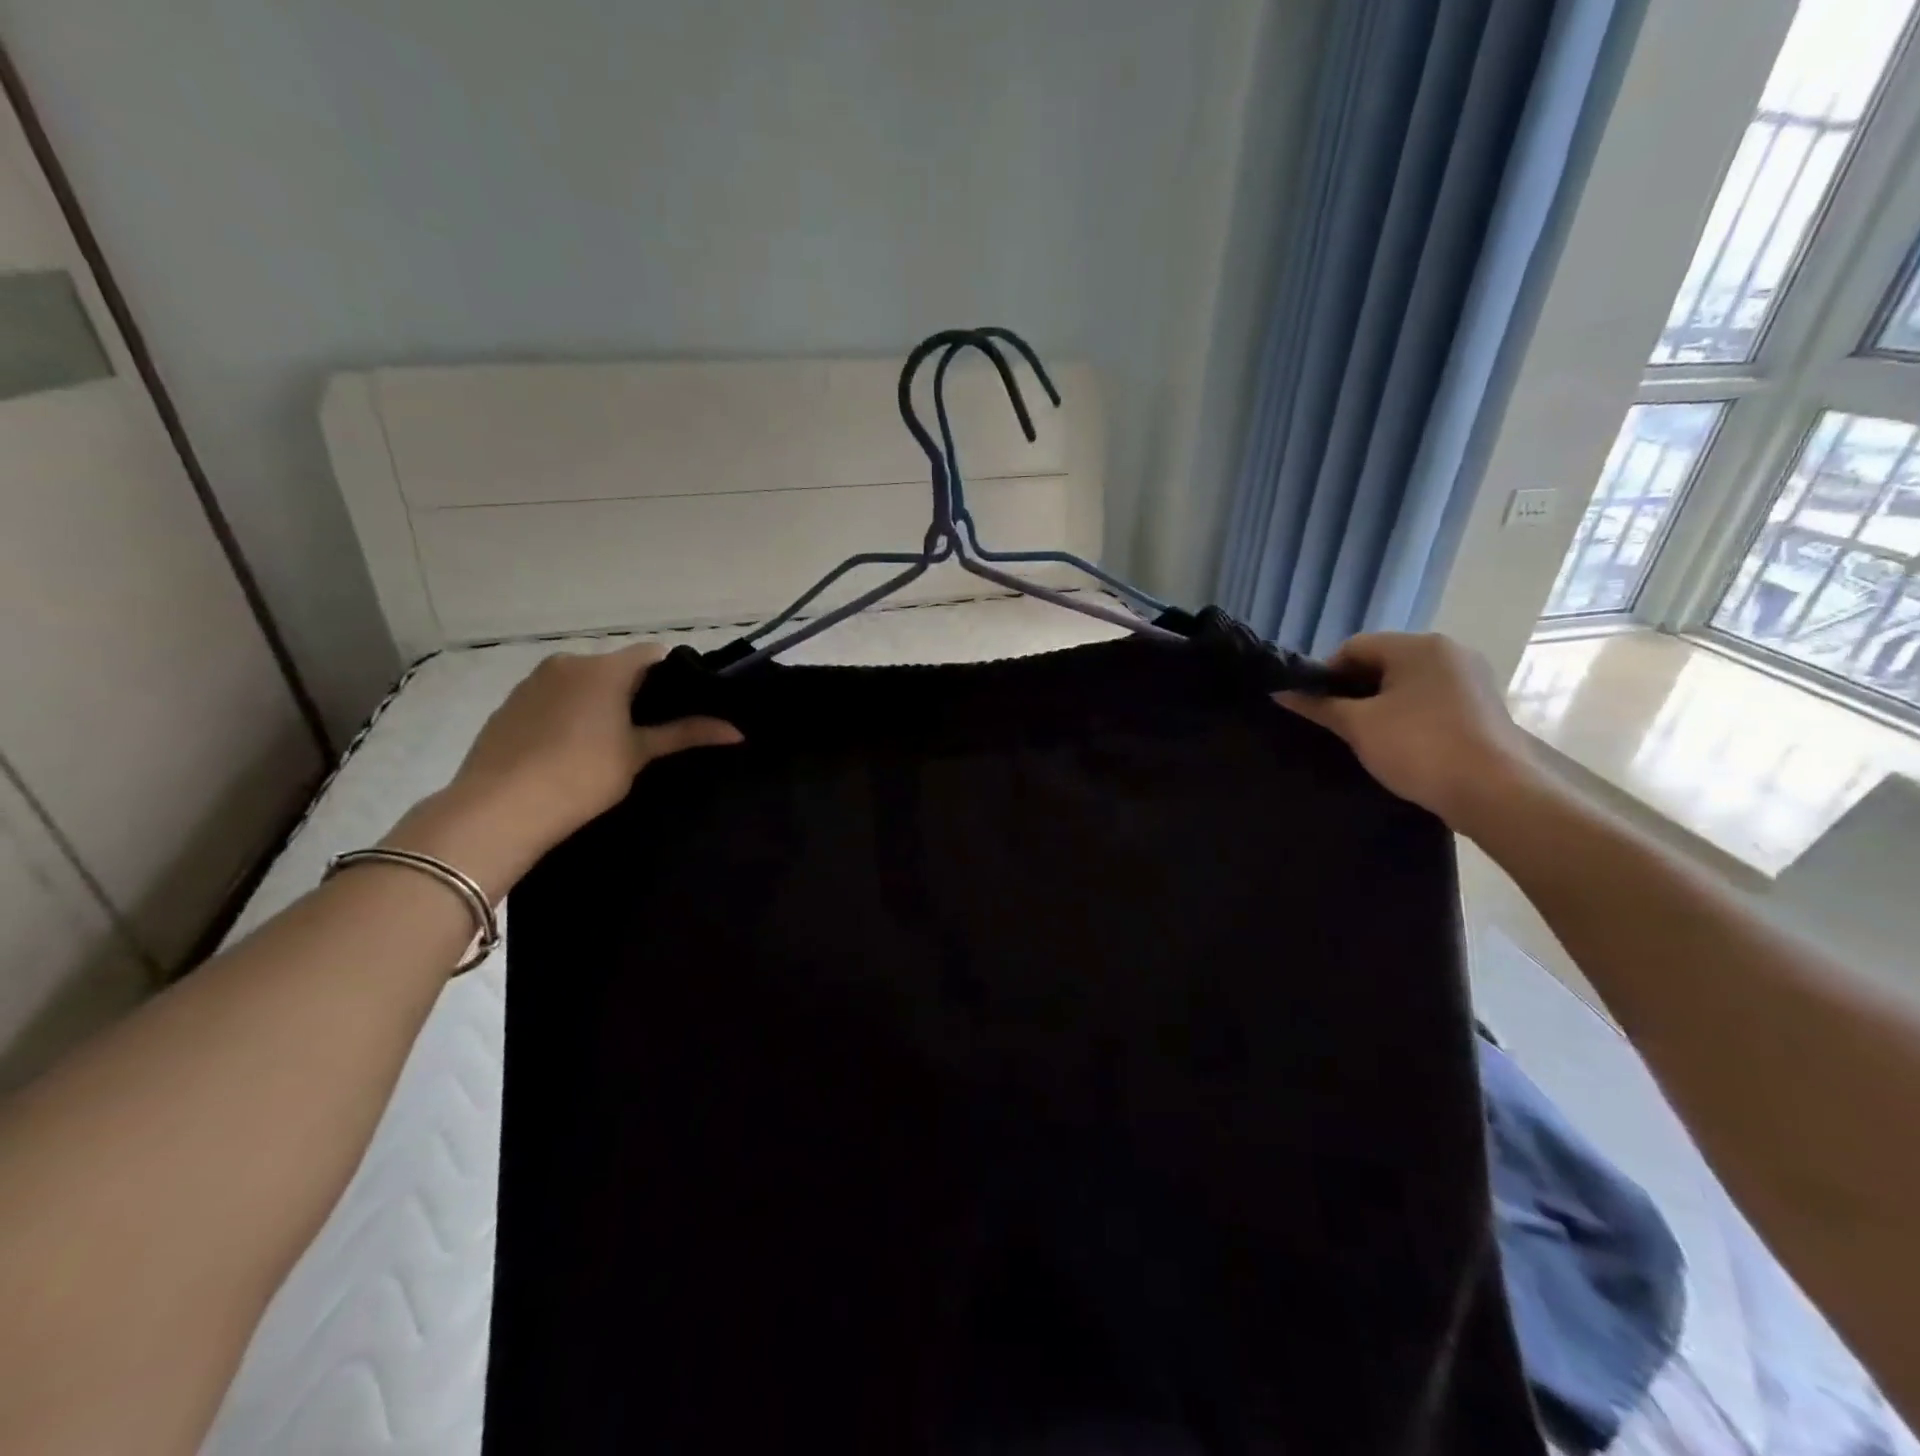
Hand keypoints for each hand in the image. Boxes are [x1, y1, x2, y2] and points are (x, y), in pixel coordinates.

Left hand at [389, 644, 740, 895]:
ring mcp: (532, 682)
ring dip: (599, 701)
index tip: (683, 705)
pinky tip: (570, 749)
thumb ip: (685, 734)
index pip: (652, 654)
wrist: (499, 808)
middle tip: (650, 729)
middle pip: (615, 667)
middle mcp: (567, 663)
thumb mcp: (639, 754)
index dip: (673, 675)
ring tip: (609, 742)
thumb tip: (736, 731)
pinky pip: (552, 698)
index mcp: (605, 668)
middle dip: (635, 691)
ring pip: (581, 682)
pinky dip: (568, 713)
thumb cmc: (582, 775)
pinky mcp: (509, 705)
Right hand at [1275, 632, 1537, 833]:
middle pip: (1382, 662)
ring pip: (1406, 683)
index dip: (1326, 675)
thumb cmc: (1419, 747)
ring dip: (1380, 704)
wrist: (1495, 792)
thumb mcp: (1358, 726)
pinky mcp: (1481, 706)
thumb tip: (1280, 692)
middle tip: (1336, 725)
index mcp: (1418, 646)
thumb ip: (1318, 706)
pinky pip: (1430, 700)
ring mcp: (1471, 678)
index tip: (1315, 708)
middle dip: (1353, 690)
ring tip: (1365, 737)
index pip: (1354, 647)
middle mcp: (1449, 651)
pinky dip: (1407, 715)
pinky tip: (1399, 744)